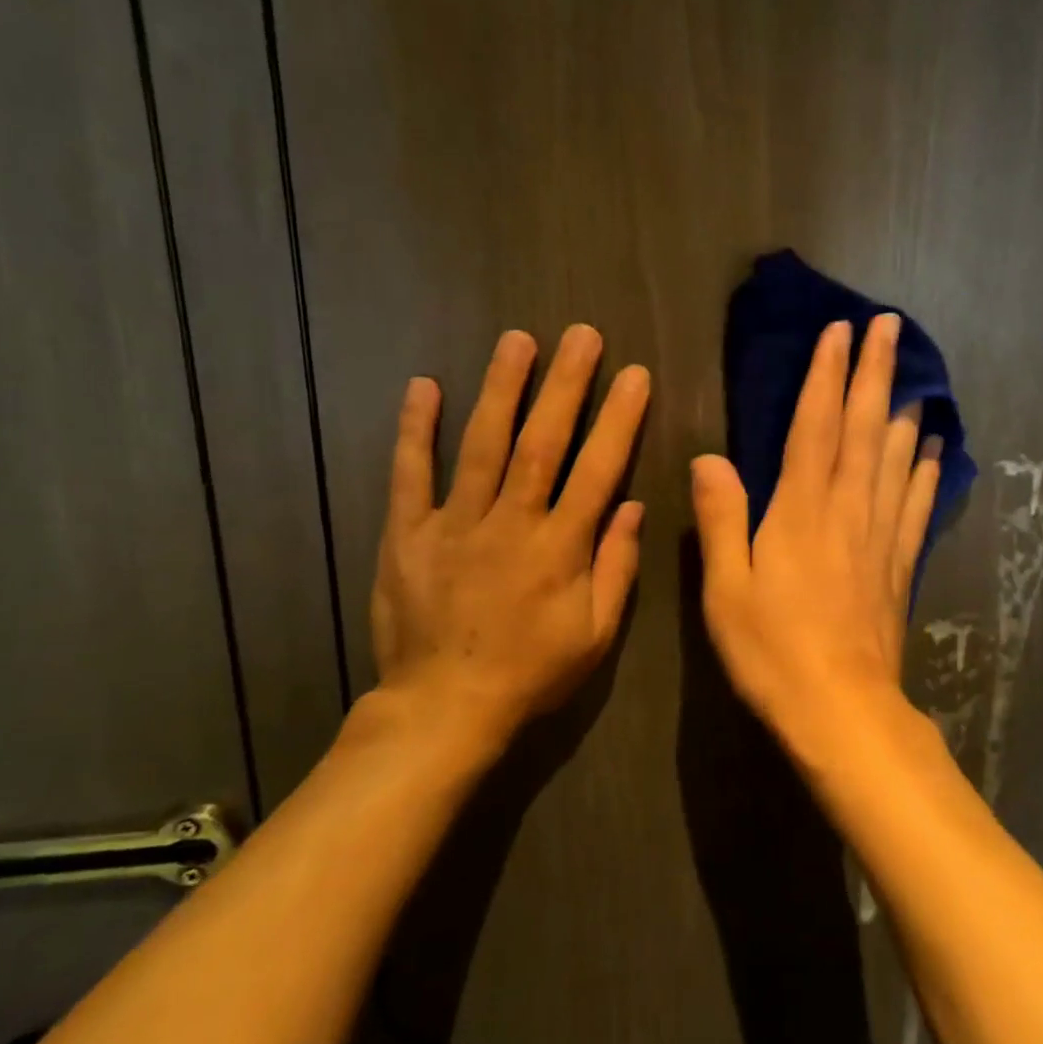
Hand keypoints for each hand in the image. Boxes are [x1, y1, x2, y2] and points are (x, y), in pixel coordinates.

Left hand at [359, 325, 648, 764]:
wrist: (444, 709)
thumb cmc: (531, 674)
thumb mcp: (595, 635)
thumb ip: (615, 568)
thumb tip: (632, 506)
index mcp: (559, 549)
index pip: (597, 470)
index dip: (619, 420)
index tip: (635, 375)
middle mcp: (510, 524)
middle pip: (542, 443)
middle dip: (565, 385)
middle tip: (581, 334)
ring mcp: (454, 525)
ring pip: (482, 446)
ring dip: (501, 389)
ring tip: (517, 340)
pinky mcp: (408, 535)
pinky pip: (410, 475)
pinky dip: (416, 430)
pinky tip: (424, 386)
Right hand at [691, 313, 941, 761]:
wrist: (841, 710)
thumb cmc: (772, 650)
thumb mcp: (726, 588)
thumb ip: (721, 518)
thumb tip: (710, 456)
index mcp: (800, 510)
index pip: (815, 425)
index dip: (826, 374)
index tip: (839, 331)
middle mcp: (847, 509)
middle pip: (863, 428)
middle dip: (874, 372)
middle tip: (889, 327)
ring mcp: (880, 536)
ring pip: (895, 458)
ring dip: (902, 410)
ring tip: (914, 376)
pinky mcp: (899, 566)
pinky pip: (916, 506)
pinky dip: (925, 473)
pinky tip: (934, 451)